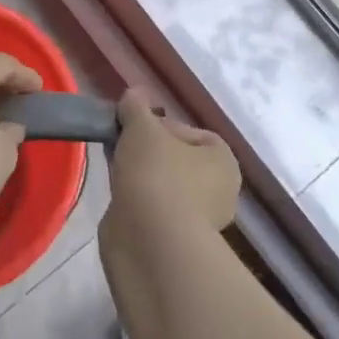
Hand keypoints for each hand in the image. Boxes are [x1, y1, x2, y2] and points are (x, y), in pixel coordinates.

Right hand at [102, 91, 239, 248]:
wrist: (150, 243)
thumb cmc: (156, 175)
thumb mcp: (142, 128)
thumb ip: (136, 107)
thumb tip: (133, 95)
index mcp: (223, 161)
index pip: (191, 132)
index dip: (160, 125)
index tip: (135, 128)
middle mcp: (219, 191)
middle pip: (176, 159)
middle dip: (148, 152)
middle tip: (122, 146)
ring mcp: (197, 220)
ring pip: (163, 185)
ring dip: (140, 177)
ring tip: (115, 169)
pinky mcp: (173, 241)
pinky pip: (152, 209)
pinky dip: (136, 201)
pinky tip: (118, 196)